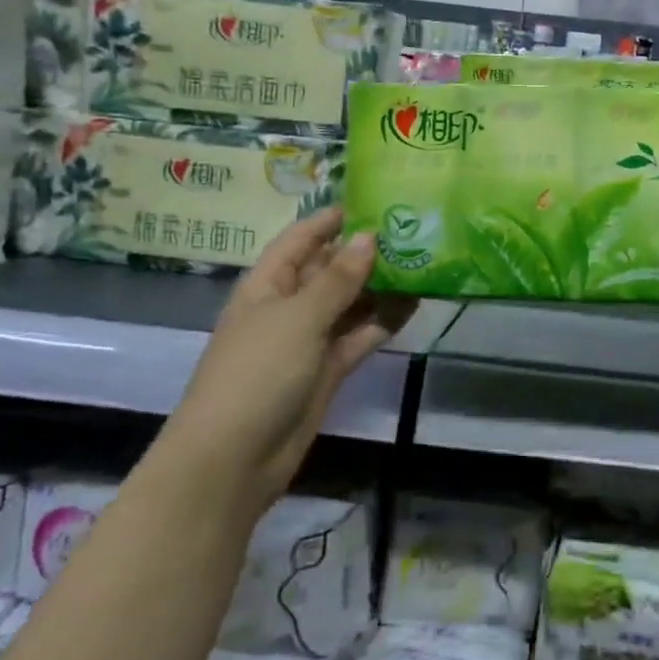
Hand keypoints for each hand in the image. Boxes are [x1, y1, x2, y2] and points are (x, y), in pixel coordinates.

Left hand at [166, 208, 413, 506]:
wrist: (234, 459)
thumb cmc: (257, 373)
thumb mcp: (298, 318)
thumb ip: (338, 280)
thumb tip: (369, 238)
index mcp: (268, 284)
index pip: (301, 239)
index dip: (332, 220)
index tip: (374, 200)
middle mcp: (289, 306)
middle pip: (330, 269)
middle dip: (366, 252)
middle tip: (414, 231)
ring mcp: (309, 340)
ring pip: (350, 303)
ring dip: (381, 287)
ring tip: (424, 263)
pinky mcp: (328, 370)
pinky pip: (360, 336)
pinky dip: (384, 322)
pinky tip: (415, 304)